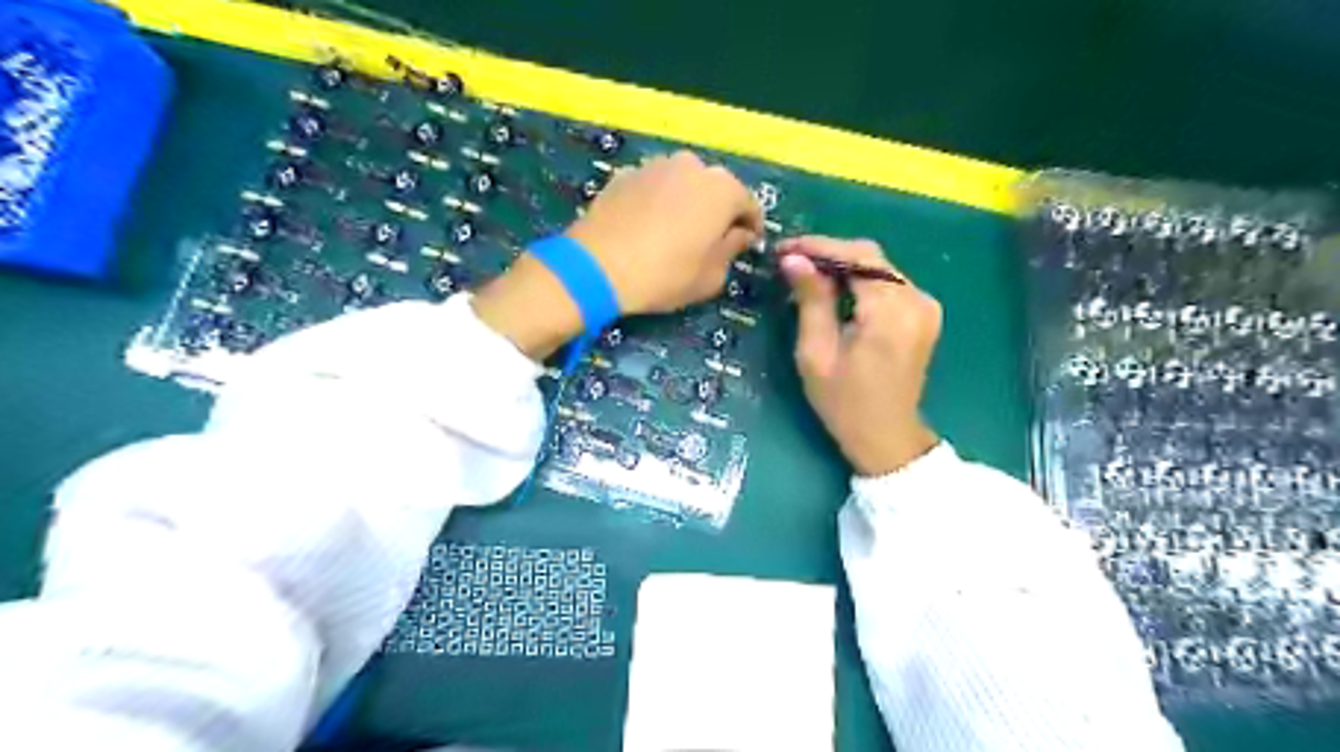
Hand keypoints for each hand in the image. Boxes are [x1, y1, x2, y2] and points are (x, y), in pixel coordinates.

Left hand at [564, 148, 762, 314]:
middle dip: (718, 211)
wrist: (597, 266)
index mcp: (723, 189)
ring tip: (677, 232)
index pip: (749, 205)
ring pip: (683, 184)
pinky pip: (654, 188)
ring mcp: (656, 165)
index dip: (752, 227)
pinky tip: (648, 227)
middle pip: (716, 189)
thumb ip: (732, 250)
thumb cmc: (665, 275)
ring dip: (687, 203)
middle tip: (711, 240)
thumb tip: (739, 235)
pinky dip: (657, 202)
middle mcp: (693, 166)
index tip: (748, 245)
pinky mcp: (625, 173)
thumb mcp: (710, 276)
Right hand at [775, 235, 938, 473]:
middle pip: (871, 257)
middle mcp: (916, 300)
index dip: (819, 247)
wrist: (887, 437)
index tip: (784, 248)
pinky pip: (888, 283)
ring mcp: (925, 306)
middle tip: (790, 259)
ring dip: (843, 265)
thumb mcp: (816, 354)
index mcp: (890, 312)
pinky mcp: (924, 314)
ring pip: (879, 268)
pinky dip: (860, 280)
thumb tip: (794, 260)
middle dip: (829, 253)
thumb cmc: (844, 403)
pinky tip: (834, 288)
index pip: (856, 257)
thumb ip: (810, 301)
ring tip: (805, 273)